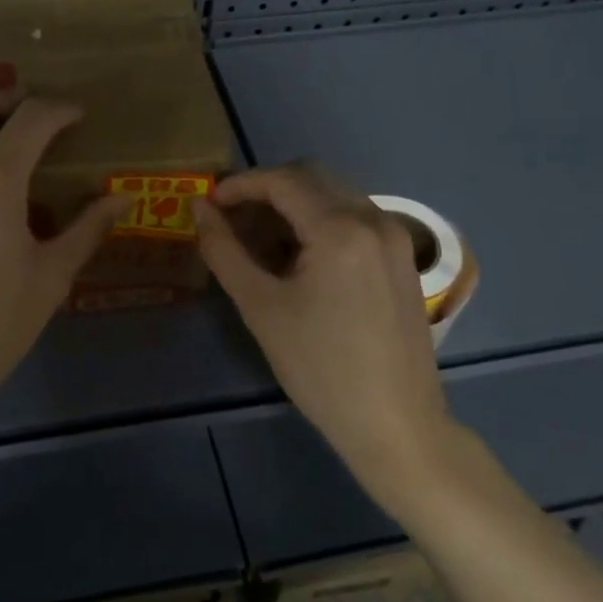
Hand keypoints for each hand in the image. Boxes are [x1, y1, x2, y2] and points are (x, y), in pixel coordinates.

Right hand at [195, 165, 453, 508]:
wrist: (395, 424)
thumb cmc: (319, 369)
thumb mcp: (260, 307)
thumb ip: (224, 250)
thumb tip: (199, 209)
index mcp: (340, 229)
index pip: (282, 181)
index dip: (240, 185)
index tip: (210, 203)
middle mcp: (374, 220)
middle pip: (311, 177)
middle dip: (266, 189)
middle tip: (232, 219)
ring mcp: (395, 238)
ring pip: (335, 195)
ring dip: (294, 205)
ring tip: (261, 242)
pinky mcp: (403, 258)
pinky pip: (355, 218)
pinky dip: (321, 221)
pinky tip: (300, 258)